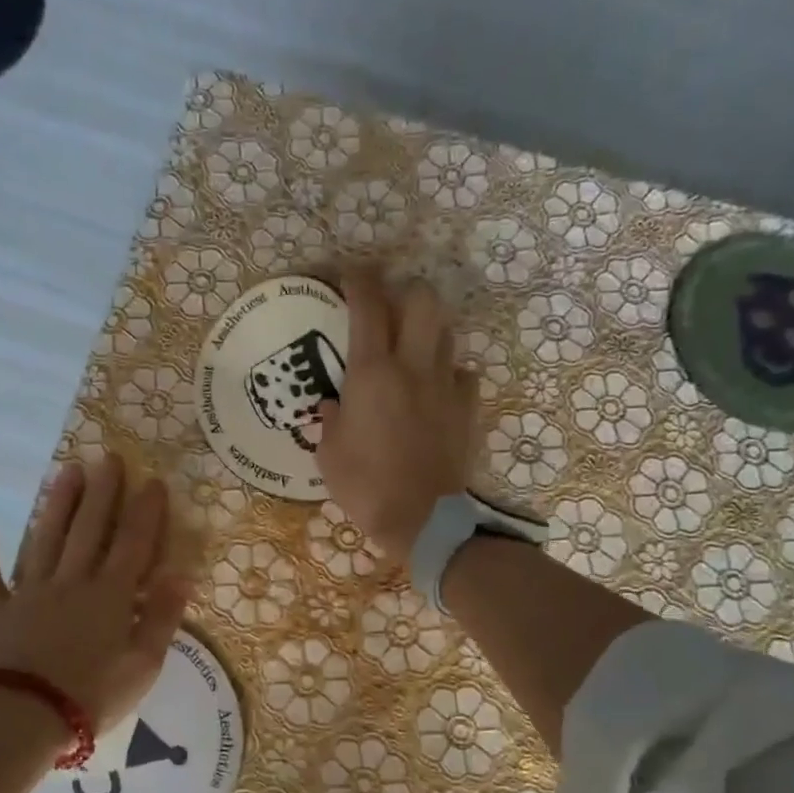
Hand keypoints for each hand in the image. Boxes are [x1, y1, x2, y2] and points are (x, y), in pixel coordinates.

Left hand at [0, 455, 190, 739]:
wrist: (22, 719)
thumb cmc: (91, 697)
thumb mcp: (143, 665)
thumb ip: (163, 618)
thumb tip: (182, 575)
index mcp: (110, 596)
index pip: (133, 543)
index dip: (145, 511)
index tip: (153, 481)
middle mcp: (71, 582)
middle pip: (89, 529)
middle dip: (102, 492)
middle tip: (109, 457)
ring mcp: (30, 593)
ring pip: (44, 539)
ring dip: (57, 504)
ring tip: (67, 472)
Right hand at [315, 275, 478, 565]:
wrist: (421, 518)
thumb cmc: (364, 486)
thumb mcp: (328, 453)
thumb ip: (330, 419)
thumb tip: (335, 404)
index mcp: (371, 374)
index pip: (368, 306)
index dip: (358, 280)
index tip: (350, 274)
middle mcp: (412, 367)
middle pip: (422, 300)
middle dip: (405, 292)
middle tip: (390, 307)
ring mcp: (444, 386)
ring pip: (446, 331)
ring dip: (427, 330)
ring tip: (411, 347)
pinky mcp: (466, 408)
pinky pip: (462, 374)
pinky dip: (448, 372)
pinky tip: (435, 388)